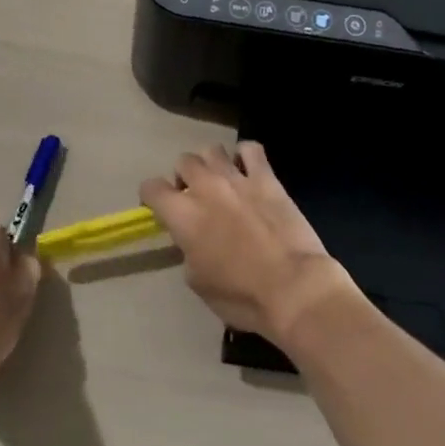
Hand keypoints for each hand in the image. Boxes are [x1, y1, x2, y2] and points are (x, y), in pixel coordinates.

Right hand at [140, 142, 357, 347]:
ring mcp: (236, 178)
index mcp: (183, 215)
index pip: (151, 187)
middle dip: (184, 176)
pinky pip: (250, 149)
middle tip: (195, 196)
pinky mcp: (266, 177)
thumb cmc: (241, 296)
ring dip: (211, 164)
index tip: (160, 208)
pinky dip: (245, 156)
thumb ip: (187, 250)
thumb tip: (192, 239)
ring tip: (220, 181)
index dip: (152, 196)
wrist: (293, 288)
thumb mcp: (198, 281)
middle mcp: (205, 187)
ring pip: (212, 149)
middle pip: (183, 161)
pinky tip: (248, 171)